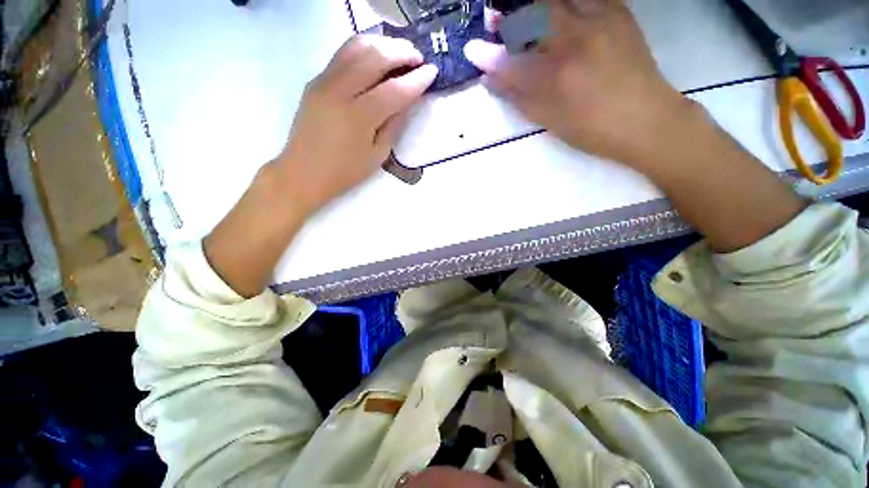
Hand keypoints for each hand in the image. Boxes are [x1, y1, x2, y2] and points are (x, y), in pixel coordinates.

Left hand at [277, 35, 437, 213]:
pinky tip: (377, 58)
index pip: (394, 89)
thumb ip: (394, 125)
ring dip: (382, 43)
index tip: (433, 71)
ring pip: (356, 45)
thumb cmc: (345, 172)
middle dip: (402, 52)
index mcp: (358, 117)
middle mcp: (339, 91)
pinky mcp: (316, 80)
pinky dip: (364, 50)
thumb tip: (408, 101)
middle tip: (418, 58)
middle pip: (374, 56)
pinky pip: (343, 54)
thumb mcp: (378, 155)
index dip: (416, 79)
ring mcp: (324, 81)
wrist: (303, 172)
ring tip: (400, 53)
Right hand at [464, 0, 691, 167]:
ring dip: (534, 6)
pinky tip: (556, 11)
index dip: (489, 57)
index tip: (472, 51)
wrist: (646, 119)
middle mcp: (575, 38)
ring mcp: (599, 19)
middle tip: (494, 21)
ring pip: (557, 1)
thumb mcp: (549, 119)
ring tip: (523, 16)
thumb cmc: (592, 128)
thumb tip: (491, 80)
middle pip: (532, 15)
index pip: (512, 61)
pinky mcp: (618, 12)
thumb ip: (518, 97)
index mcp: (556, 75)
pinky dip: (564, 3)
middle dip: (508, 18)